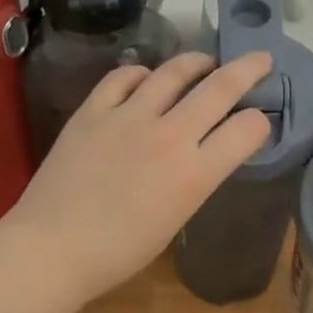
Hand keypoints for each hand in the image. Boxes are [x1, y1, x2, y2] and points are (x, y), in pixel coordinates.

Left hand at [4, 50, 274, 304]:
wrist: (53, 248)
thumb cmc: (118, 252)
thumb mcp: (175, 218)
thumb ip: (194, 179)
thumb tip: (202, 154)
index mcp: (195, 173)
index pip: (247, 129)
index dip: (260, 122)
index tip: (257, 122)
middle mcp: (169, 135)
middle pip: (220, 87)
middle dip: (248, 69)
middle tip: (260, 60)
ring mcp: (128, 117)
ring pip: (173, 71)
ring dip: (196, 62)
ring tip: (204, 62)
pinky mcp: (93, 110)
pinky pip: (123, 77)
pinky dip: (141, 73)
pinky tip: (145, 78)